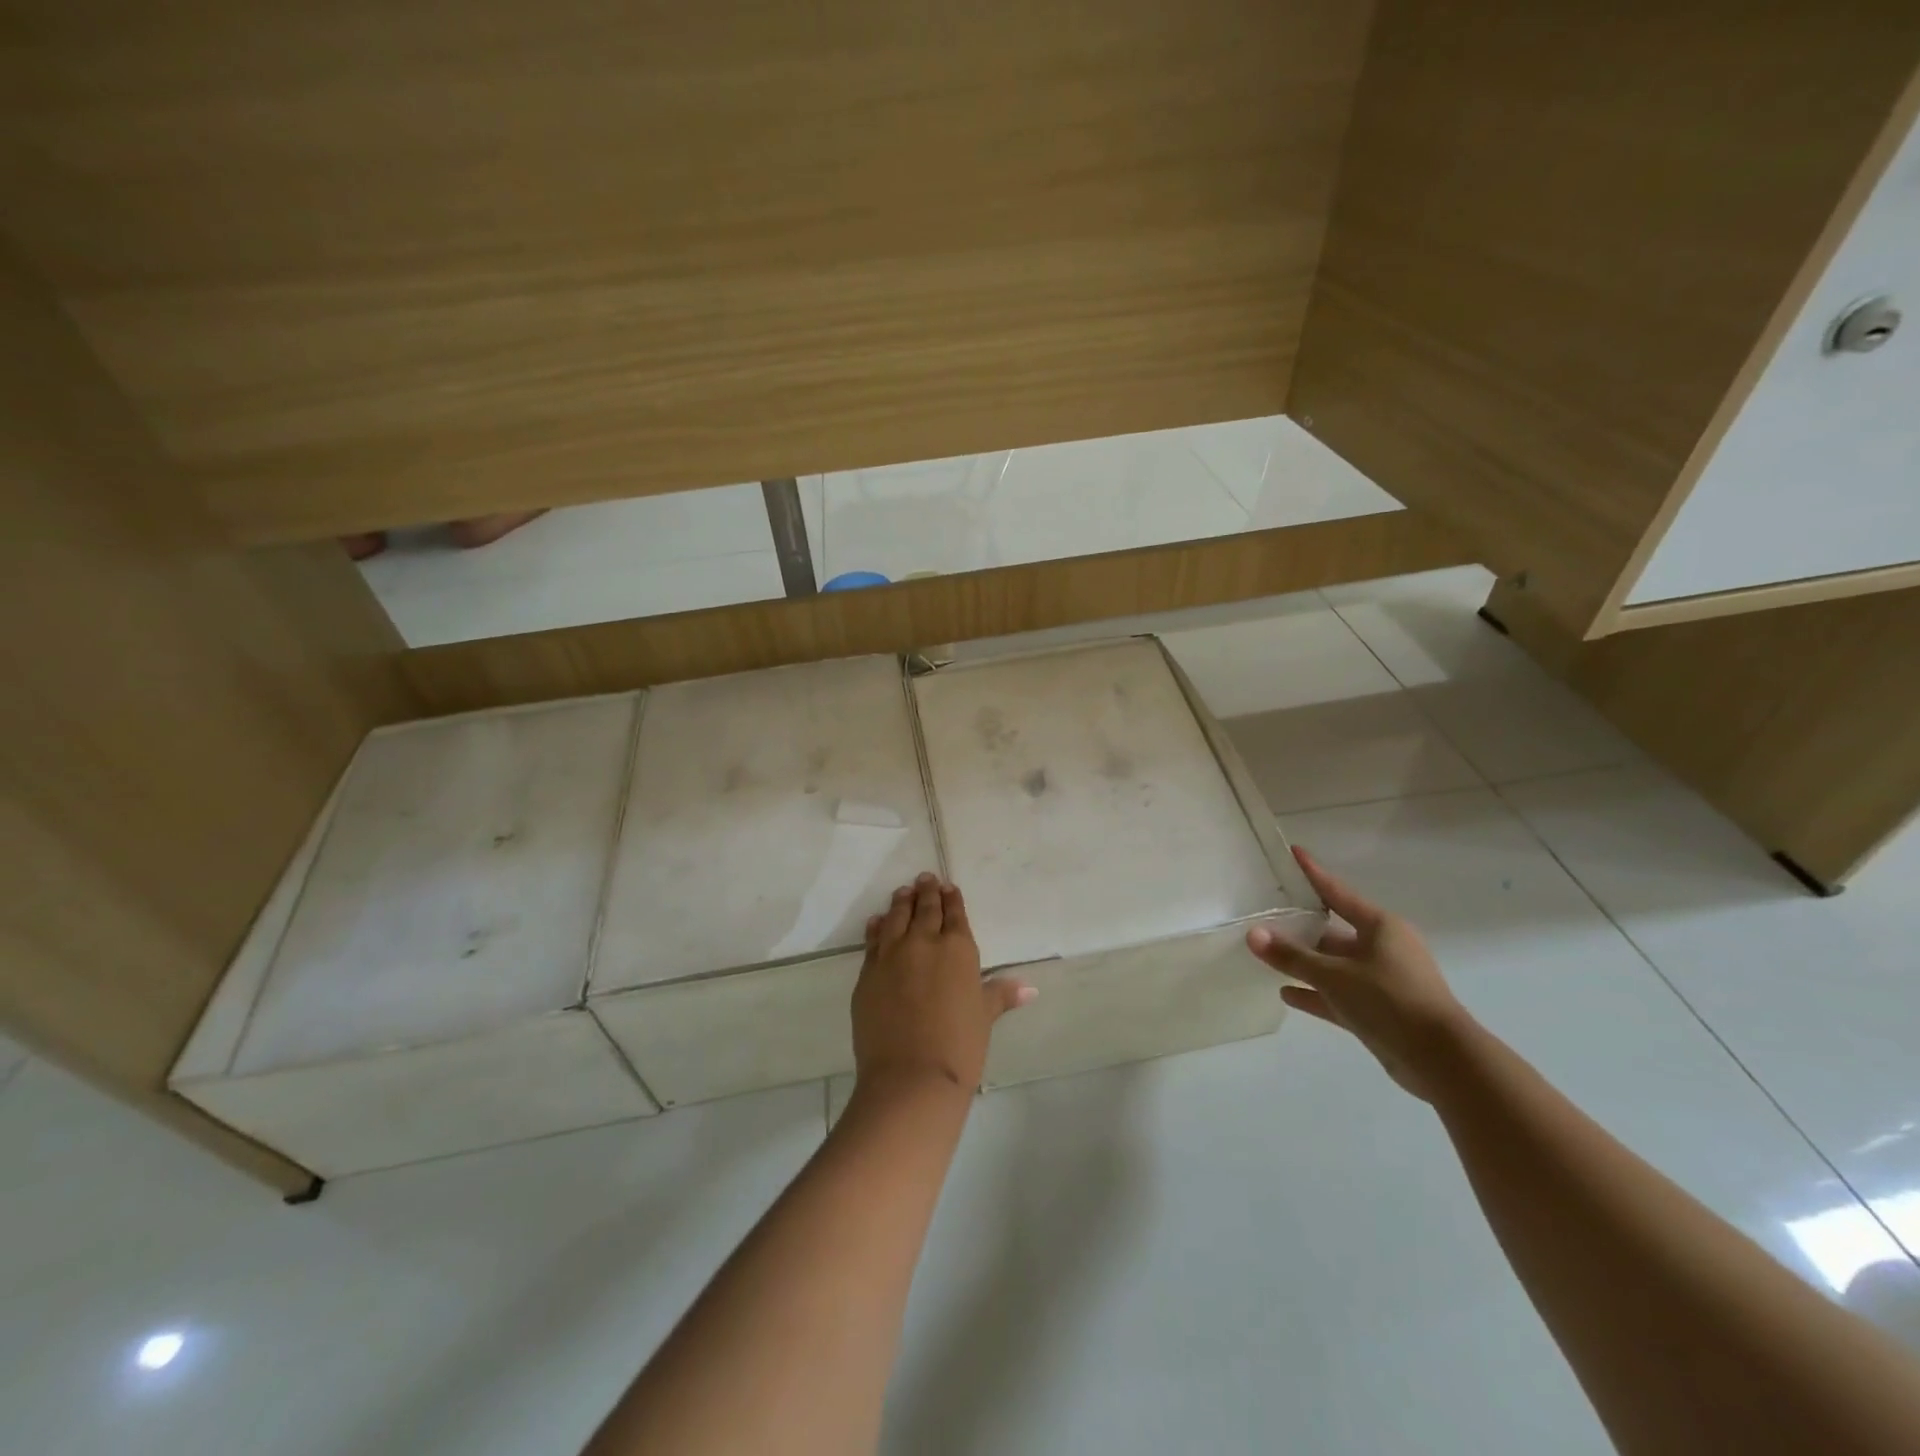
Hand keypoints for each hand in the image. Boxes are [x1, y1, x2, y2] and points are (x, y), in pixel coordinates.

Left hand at [852, 873, 1033, 1093]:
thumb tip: (1029, 988)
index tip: (947, 887)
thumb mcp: (984, 1017)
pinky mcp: (867, 973)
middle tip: (925, 879)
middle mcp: (923, 942)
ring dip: (901, 903)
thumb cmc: (959, 1047)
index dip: (951, 899)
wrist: (910, 1077)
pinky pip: (872, 940)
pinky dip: (877, 927)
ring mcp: (891, 955)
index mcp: (957, 949)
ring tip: (903, 892)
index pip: (954, 914)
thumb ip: (1000, 995)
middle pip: (924, 909)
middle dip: (926, 892)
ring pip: (896, 918)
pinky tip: (878, 921)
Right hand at [1247, 847, 1470, 1100]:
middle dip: (1302, 927)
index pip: (1338, 893)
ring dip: (1306, 963)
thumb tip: (1253, 935)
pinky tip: (1286, 994)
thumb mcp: (1334, 976)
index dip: (1313, 873)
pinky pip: (1340, 995)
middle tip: (1268, 915)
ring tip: (1269, 956)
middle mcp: (1384, 948)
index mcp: (1381, 927)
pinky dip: (1316, 993)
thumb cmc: (1390, 1001)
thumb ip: (1292, 956)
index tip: (1293, 853)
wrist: (1443, 1061)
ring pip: (1336, 965)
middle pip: (1334, 932)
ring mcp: (1384, 981)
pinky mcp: (1381, 1011)